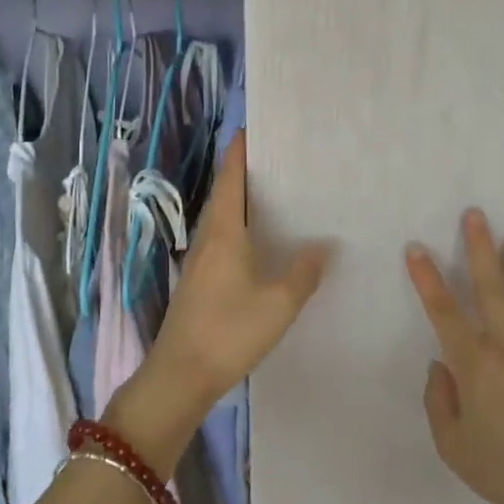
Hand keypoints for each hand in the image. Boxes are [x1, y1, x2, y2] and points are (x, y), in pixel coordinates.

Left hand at [111, 137, 332, 469]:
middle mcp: (208, 238)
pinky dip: (241, 227)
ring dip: (243, 201)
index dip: (240, 151)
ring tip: (277, 194)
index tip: (255, 128)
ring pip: (223, 218)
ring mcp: (200, 260)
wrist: (180, 375)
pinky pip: (222, 240)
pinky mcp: (199, 281)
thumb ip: (303, 272)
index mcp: (223, 232)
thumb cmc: (229, 331)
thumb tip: (323, 245)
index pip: (231, 177)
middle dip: (247, 172)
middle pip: (226, 194)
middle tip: (280, 159)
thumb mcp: (279, 303)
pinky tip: (261, 242)